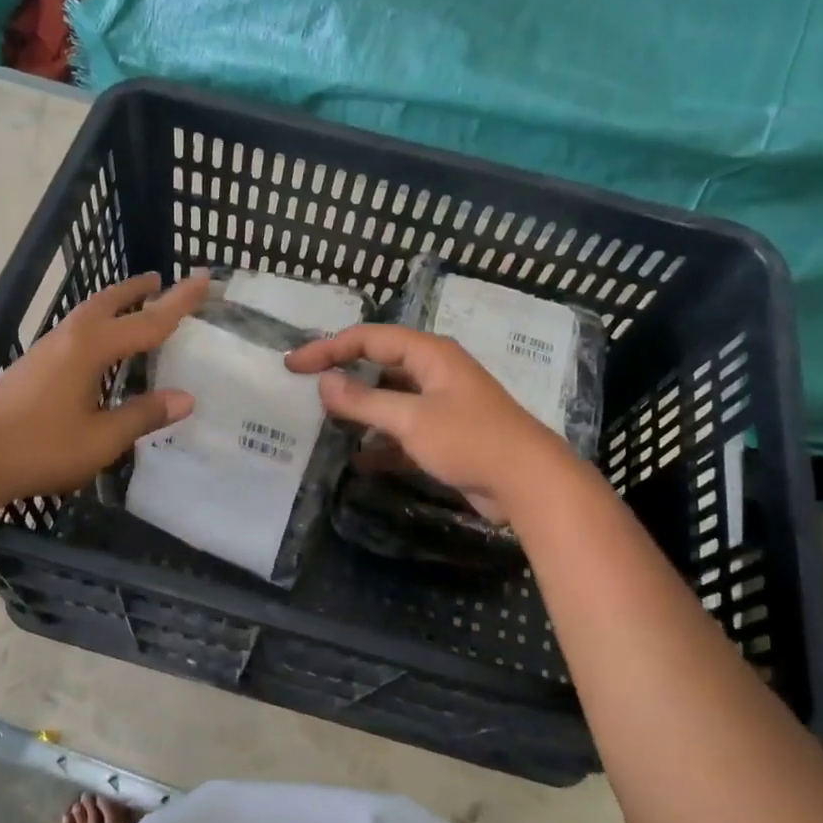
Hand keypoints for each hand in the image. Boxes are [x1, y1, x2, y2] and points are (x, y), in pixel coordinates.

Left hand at [0, 272, 208, 502]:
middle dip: (137, 290)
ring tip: (134, 306)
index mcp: (91, 348)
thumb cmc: (39, 448)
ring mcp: (45, 350)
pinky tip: (98, 349)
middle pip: (109, 302)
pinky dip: (98, 325)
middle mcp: (68, 338)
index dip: (179, 301)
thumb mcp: (101, 439)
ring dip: (114, 304)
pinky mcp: (31, 366)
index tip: (203, 276)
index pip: (147, 321)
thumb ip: (143, 415)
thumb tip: (186, 398)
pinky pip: (75, 331)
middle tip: (160, 281)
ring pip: (87, 314)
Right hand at [285, 324, 573, 522]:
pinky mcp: (446, 436)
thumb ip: (364, 401)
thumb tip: (323, 383)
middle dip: (344, 376)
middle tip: (306, 389)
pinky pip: (403, 431)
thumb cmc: (470, 440)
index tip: (293, 365)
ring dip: (361, 412)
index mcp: (429, 354)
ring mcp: (442, 405)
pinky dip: (381, 442)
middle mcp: (435, 372)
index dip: (328, 348)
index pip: (369, 339)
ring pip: (390, 400)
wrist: (529, 483)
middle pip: (379, 365)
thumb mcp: (411, 419)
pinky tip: (358, 460)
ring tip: (325, 424)